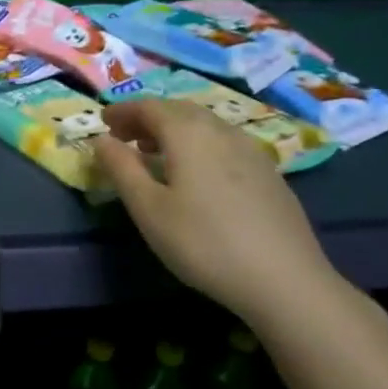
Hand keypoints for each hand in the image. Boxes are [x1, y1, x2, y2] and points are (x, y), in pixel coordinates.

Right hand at [94, 99, 338, 321]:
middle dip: (148, 117)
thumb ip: (121, 168)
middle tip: (125, 136)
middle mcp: (222, 132)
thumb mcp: (148, 208)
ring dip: (174, 130)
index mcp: (189, 134)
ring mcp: (252, 152)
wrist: (285, 281)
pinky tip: (196, 174)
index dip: (123, 111)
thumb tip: (101, 140)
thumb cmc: (203, 242)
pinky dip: (199, 145)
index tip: (103, 122)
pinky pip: (225, 143)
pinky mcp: (270, 174)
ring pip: (206, 125)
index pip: (149, 107)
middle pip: (179, 111)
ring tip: (155, 153)